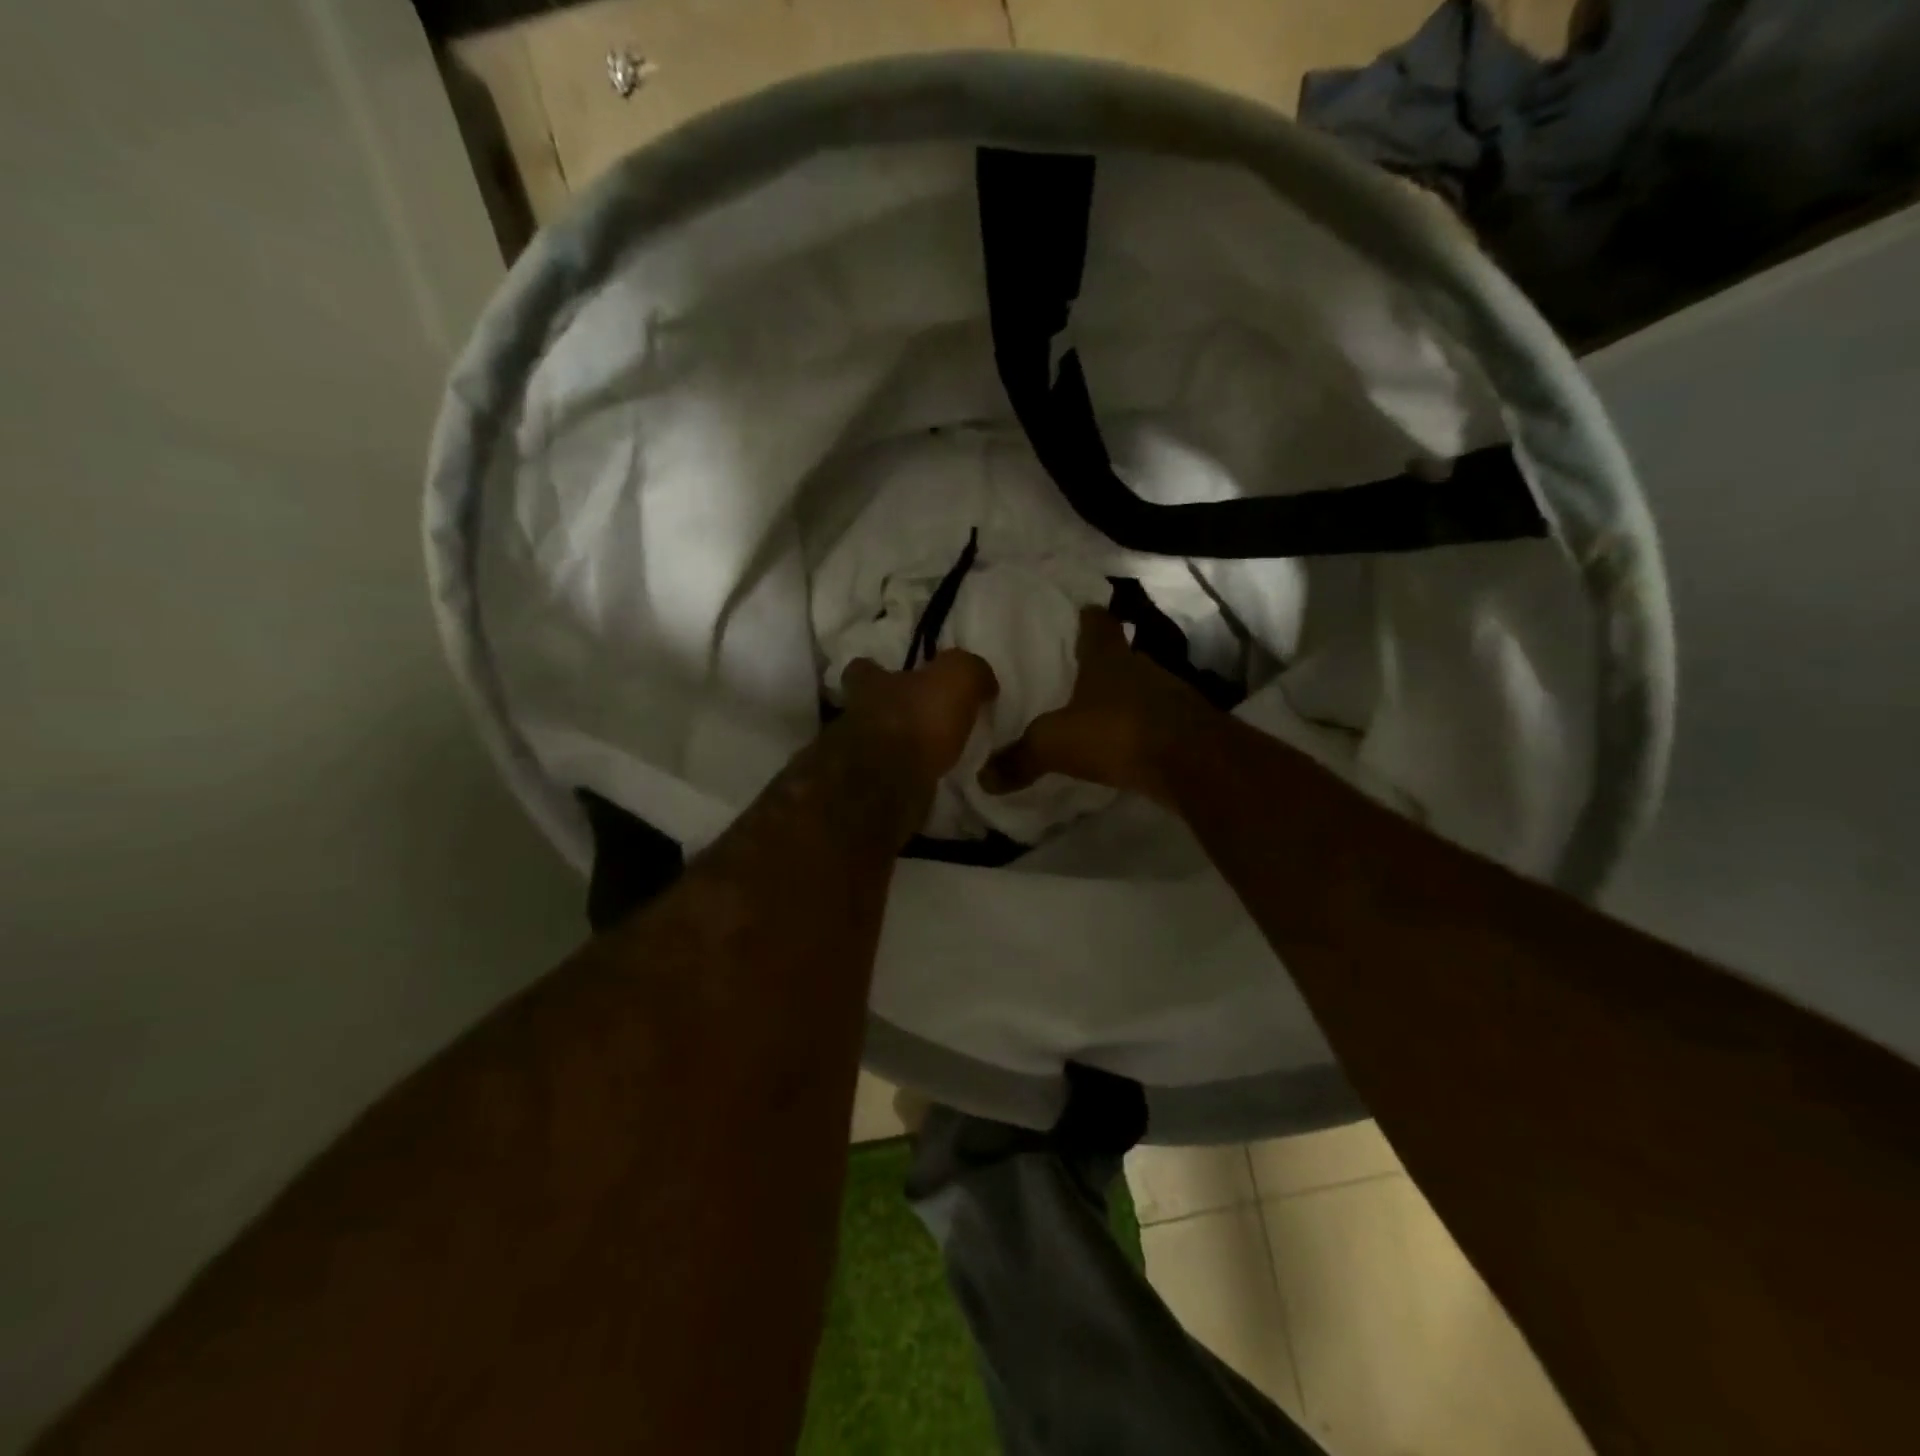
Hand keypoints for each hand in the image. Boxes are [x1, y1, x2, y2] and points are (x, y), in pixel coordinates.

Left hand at [840, 650, 998, 789]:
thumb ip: (970, 670)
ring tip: (929, 752)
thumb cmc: (919, 719)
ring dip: (899, 746)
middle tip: (920, 718)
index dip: (876, 669)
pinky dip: (904, 775)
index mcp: (868, 683)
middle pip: (866, 707)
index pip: (861, 668)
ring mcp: (854, 756)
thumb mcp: (958, 677)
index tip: (896, 676)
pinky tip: (926, 779)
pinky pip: (887, 776)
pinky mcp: (866, 789)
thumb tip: (982, 681)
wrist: (892, 785)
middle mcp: (853, 715)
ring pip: (876, 744)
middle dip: (890, 711)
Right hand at [978, 607, 1217, 806]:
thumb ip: (1020, 758)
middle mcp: (1143, 668)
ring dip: (1124, 700)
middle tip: (1077, 675)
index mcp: (1109, 659)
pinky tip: (1126, 747)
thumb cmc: (1116, 733)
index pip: (1098, 624)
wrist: (1190, 763)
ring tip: (1099, 714)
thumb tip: (984, 778)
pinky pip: (1156, 723)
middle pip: (1121, 658)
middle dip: (1102, 666)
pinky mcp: (1187, 728)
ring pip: (1141, 690)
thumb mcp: (1055, 744)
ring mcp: (1170, 697)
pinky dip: (1141, 731)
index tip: (1081, 613)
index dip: (1088, 618)